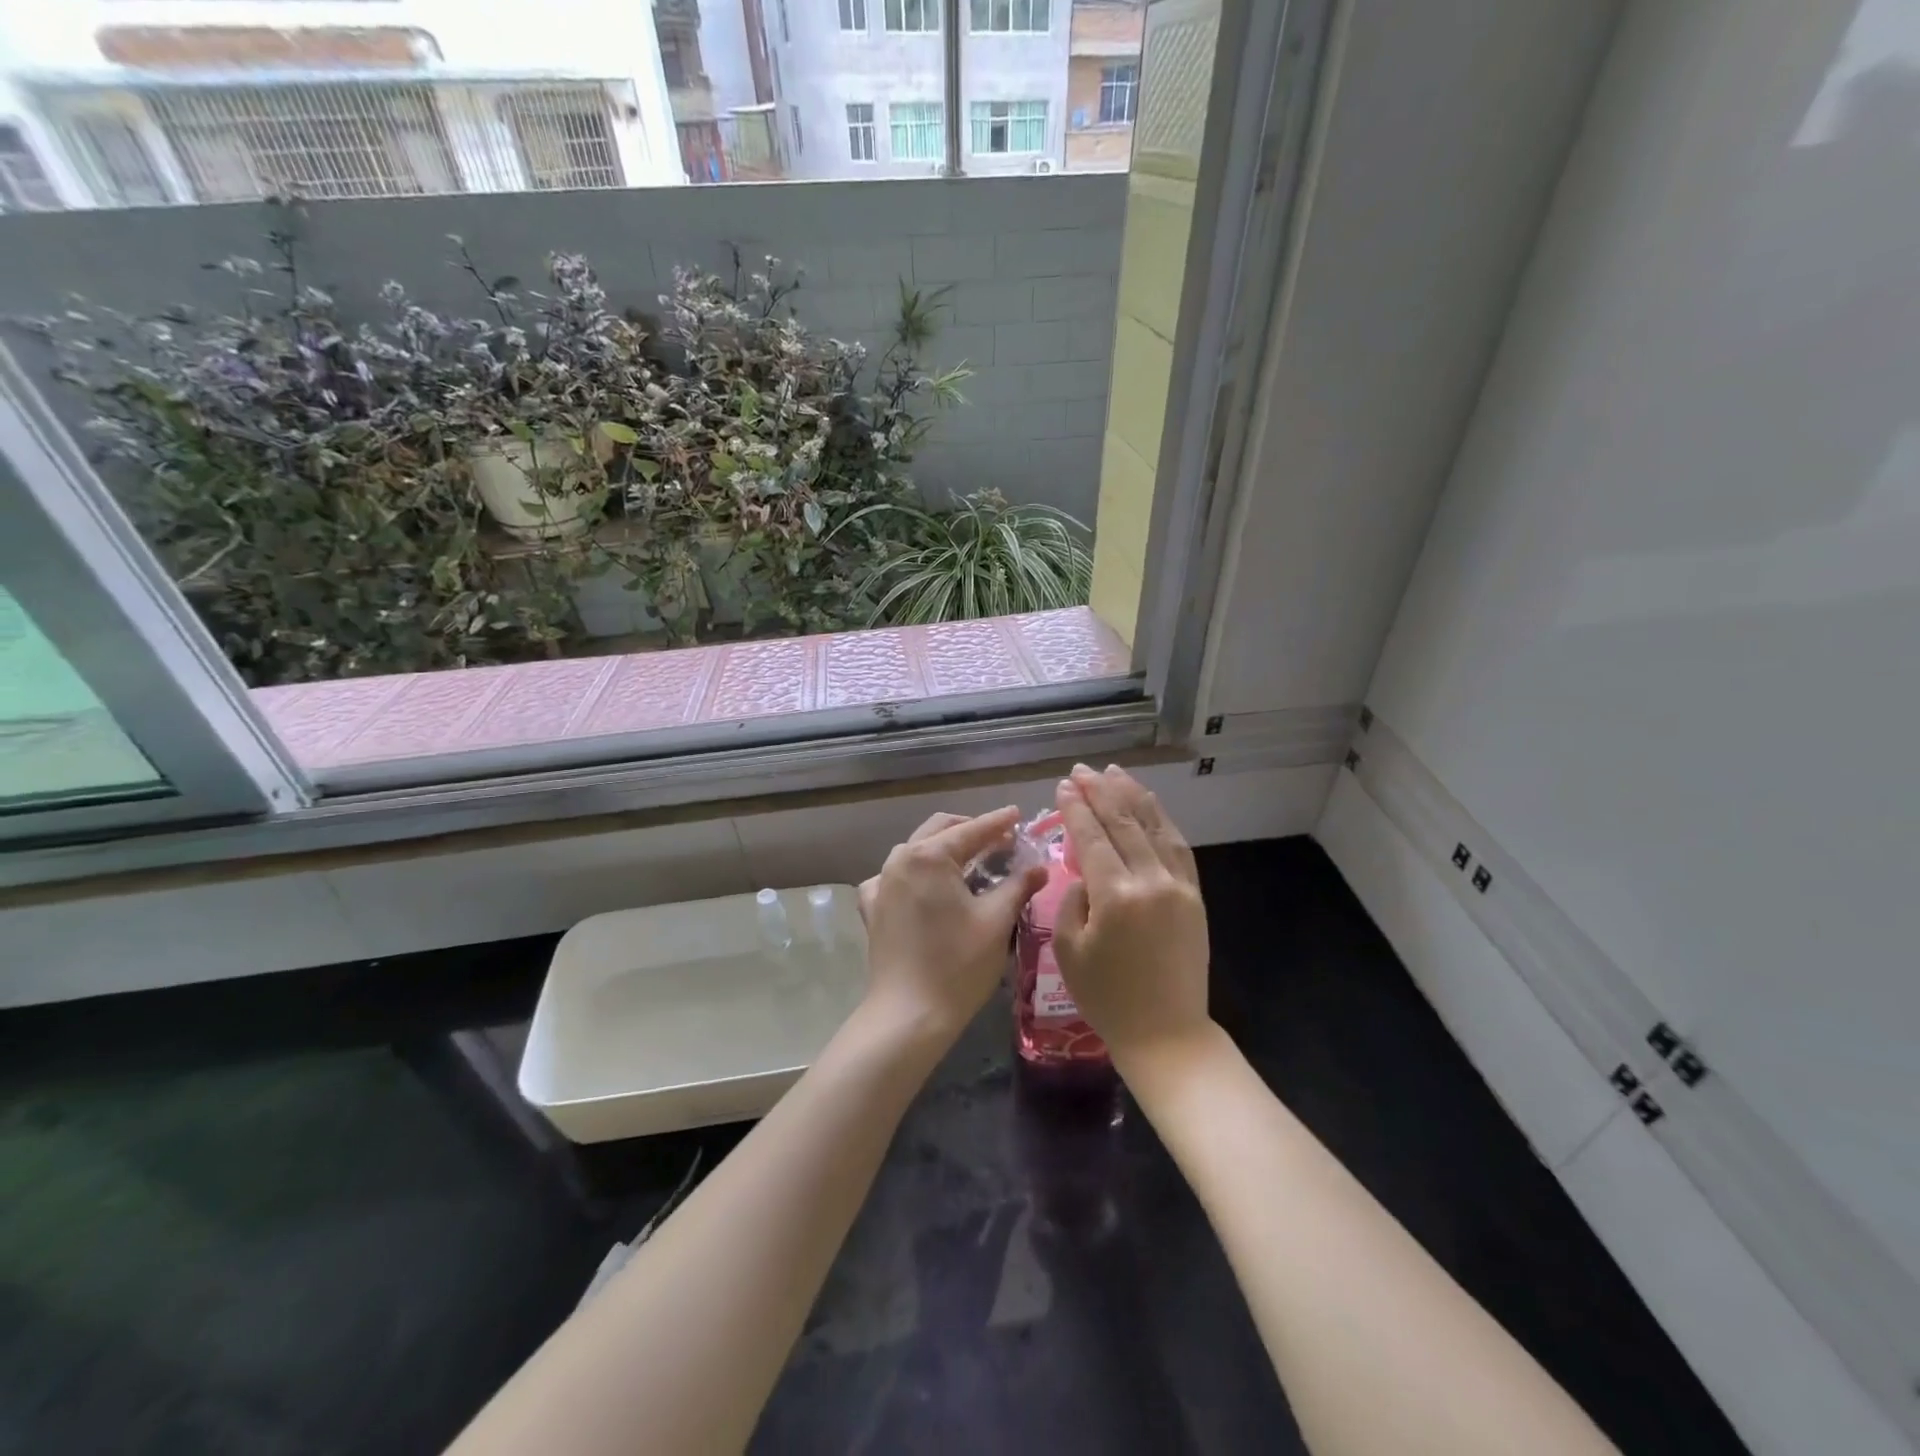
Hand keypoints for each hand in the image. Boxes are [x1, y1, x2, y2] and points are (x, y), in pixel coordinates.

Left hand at [858, 807, 1048, 1042]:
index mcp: (929, 856)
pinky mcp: (873, 907)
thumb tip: (1038, 867)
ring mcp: (881, 883)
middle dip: (971, 830)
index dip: (998, 821)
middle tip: (1001, 840)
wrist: (909, 1014)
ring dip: (944, 848)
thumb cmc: (958, 964)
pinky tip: (927, 888)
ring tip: (971, 862)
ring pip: (916, 850)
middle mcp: (900, 859)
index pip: (972, 829)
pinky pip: (895, 877)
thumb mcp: (996, 921)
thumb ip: (1018, 885)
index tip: (1018, 815)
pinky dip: (915, 874)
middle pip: (940, 830)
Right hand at [1053, 766, 1211, 1066]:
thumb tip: (1083, 873)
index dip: (1075, 808)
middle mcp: (1150, 880)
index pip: (1091, 837)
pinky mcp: (1195, 895)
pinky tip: (1149, 805)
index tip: (1063, 786)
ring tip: (1114, 772)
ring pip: (1154, 826)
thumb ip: (1071, 901)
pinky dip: (1161, 820)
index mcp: (1115, 896)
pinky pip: (1178, 846)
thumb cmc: (1107, 998)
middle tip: (1082, 770)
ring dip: (1132, 795)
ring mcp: (1178, 885)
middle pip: (1123, 822)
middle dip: (1100, 791)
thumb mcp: (1069, 951)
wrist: (1167, 1033)